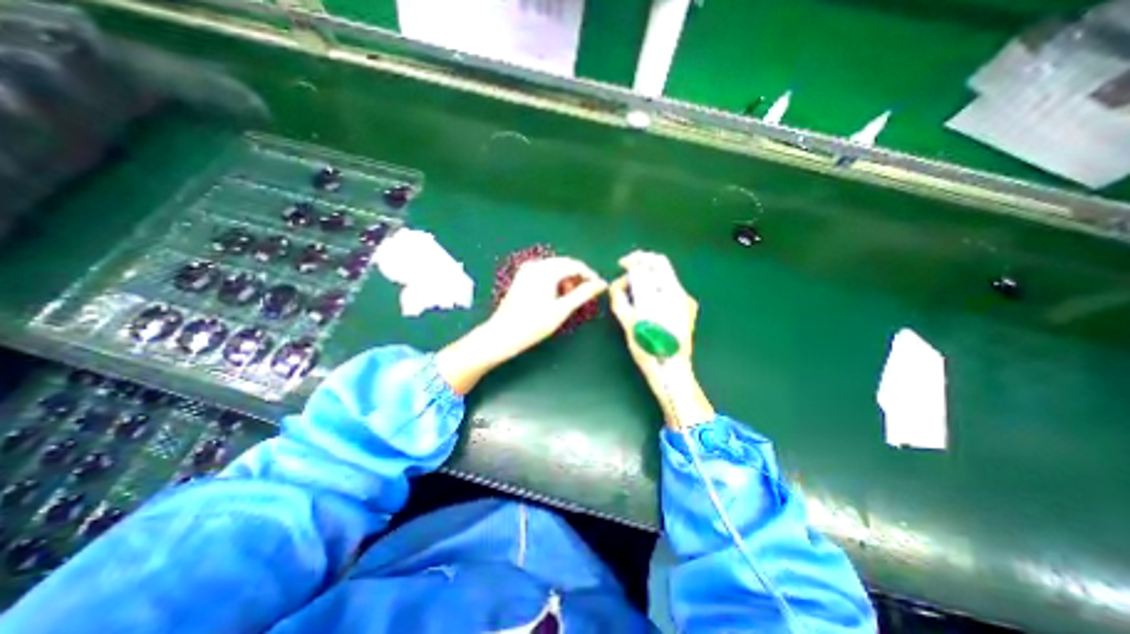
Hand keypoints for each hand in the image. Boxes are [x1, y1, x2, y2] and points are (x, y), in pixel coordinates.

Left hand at [433, 255, 610, 393]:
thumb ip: (583, 294)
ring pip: (555, 268)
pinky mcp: (522, 277)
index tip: (598, 287)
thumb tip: (601, 284)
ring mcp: (526, 270)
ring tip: (570, 298)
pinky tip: (555, 296)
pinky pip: (545, 272)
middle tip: (585, 295)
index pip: (575, 265)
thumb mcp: (561, 310)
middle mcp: (535, 265)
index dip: (589, 274)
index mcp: (545, 270)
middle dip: (577, 277)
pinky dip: (555, 280)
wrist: (502, 334)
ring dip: (566, 279)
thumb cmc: (533, 324)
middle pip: (565, 264)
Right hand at [610, 253, 713, 431]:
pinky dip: (654, 289)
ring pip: (664, 278)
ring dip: (646, 278)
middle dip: (641, 265)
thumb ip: (621, 299)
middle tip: (625, 274)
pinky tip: (643, 301)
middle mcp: (681, 294)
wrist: (672, 373)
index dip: (636, 259)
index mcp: (669, 294)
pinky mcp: (685, 311)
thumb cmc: (649, 350)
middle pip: (661, 266)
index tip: (622, 265)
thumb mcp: (629, 324)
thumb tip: (617, 285)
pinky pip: (668, 291)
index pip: (655, 262)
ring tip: (631, 291)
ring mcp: (685, 303)